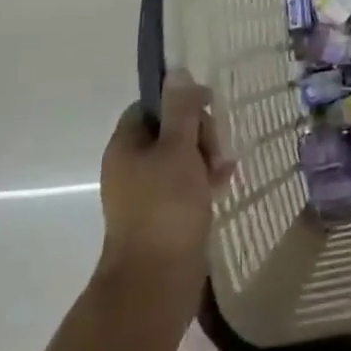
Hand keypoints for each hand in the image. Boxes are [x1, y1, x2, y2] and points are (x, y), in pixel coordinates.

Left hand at [97, 71, 232, 294]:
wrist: (156, 279)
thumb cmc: (166, 207)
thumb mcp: (179, 149)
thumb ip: (182, 110)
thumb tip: (177, 71)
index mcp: (126, 145)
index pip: (152, 106)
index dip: (180, 103)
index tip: (208, 109)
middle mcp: (131, 165)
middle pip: (170, 130)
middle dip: (200, 134)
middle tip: (215, 151)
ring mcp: (146, 192)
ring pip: (182, 158)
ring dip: (207, 158)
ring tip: (224, 172)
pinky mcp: (163, 214)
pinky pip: (186, 185)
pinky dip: (204, 181)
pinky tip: (224, 187)